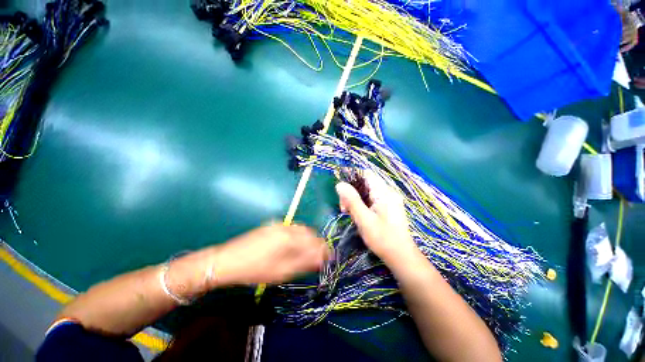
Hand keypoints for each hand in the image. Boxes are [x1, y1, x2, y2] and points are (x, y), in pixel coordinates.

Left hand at [211, 224, 329, 285]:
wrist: (227, 261)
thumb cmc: (255, 270)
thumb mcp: (281, 271)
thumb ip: (303, 263)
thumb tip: (321, 259)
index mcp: (289, 238)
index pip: (314, 241)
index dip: (323, 249)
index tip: (329, 257)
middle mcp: (286, 227)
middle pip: (309, 232)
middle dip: (317, 243)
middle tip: (319, 256)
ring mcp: (278, 225)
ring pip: (300, 229)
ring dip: (307, 239)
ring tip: (308, 252)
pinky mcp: (271, 226)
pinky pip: (291, 228)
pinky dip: (298, 236)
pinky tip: (294, 246)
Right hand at [335, 173, 417, 263]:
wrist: (402, 257)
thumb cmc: (383, 238)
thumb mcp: (364, 219)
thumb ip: (352, 201)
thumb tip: (339, 184)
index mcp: (384, 192)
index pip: (366, 174)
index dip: (352, 176)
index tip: (340, 187)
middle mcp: (388, 192)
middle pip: (365, 184)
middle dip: (352, 193)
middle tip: (344, 208)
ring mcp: (388, 200)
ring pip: (366, 193)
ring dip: (355, 201)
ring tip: (349, 214)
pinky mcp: (387, 208)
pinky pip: (371, 200)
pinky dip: (362, 205)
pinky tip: (358, 216)